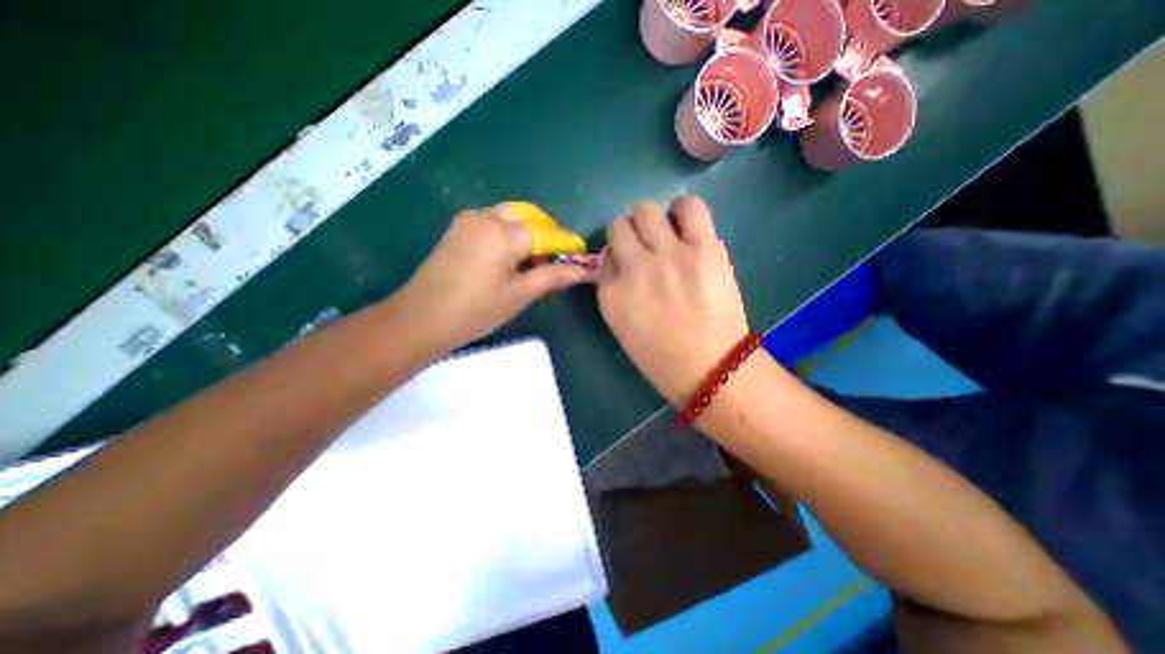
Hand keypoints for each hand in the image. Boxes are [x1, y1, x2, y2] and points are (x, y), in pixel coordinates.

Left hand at [397, 206, 593, 352]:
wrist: (420, 319)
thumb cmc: (475, 311)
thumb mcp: (519, 295)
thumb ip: (552, 277)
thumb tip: (582, 270)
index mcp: (503, 233)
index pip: (546, 233)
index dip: (566, 244)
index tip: (582, 255)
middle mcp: (486, 217)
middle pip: (528, 217)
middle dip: (547, 235)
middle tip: (556, 261)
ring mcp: (468, 221)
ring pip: (510, 218)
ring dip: (528, 234)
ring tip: (534, 263)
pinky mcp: (458, 229)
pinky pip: (493, 223)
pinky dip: (509, 235)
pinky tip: (511, 258)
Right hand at [596, 196, 751, 405]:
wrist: (709, 367)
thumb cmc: (662, 356)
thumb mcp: (621, 325)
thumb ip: (614, 291)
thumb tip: (619, 262)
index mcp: (611, 293)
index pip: (605, 255)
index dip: (618, 257)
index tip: (629, 266)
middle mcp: (634, 267)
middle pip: (620, 225)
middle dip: (630, 233)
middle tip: (646, 247)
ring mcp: (668, 255)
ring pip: (647, 210)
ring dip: (653, 220)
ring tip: (667, 234)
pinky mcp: (702, 249)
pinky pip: (689, 207)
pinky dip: (684, 210)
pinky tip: (687, 223)